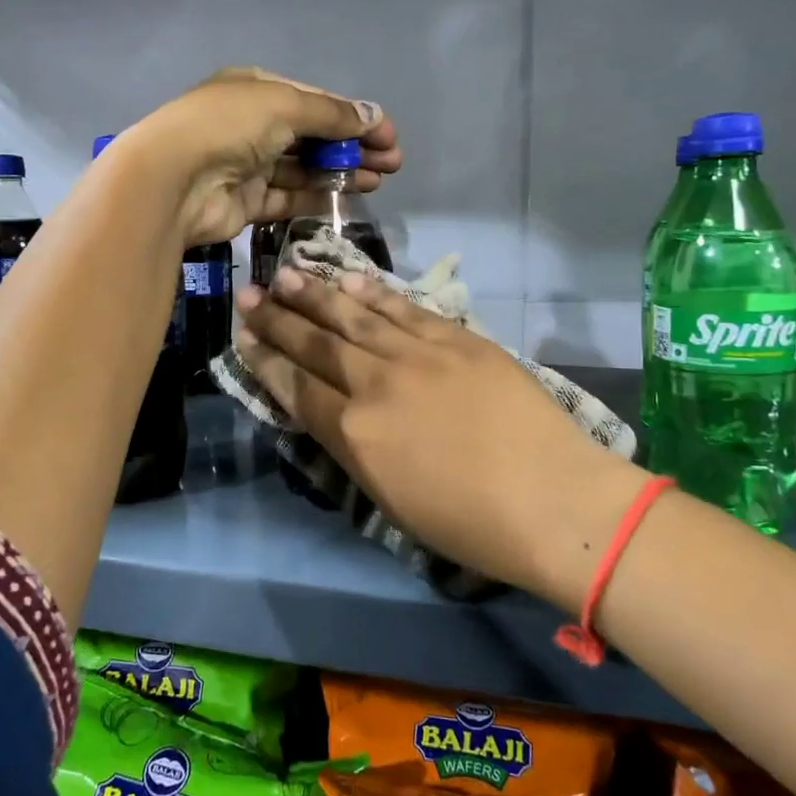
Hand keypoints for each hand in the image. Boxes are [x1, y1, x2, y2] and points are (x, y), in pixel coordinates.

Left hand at [126, 69, 400, 245]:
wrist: (174, 180)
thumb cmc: (229, 126)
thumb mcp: (285, 105)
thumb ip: (332, 115)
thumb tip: (375, 117)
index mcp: (257, 90)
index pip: (315, 101)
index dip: (354, 117)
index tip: (389, 135)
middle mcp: (252, 125)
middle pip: (313, 136)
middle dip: (353, 147)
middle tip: (392, 163)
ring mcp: (248, 165)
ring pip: (304, 169)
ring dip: (341, 173)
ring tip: (379, 180)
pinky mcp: (246, 202)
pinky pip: (289, 198)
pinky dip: (317, 197)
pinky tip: (349, 198)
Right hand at [234, 269, 648, 611]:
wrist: (553, 500)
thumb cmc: (468, 522)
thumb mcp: (389, 498)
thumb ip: (351, 448)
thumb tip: (327, 411)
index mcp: (354, 433)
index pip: (295, 386)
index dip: (265, 359)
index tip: (242, 336)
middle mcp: (375, 383)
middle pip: (315, 343)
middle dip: (277, 318)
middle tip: (249, 293)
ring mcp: (417, 354)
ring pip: (354, 316)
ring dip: (316, 294)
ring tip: (287, 273)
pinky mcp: (456, 338)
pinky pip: (403, 308)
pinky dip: (373, 292)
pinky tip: (349, 278)